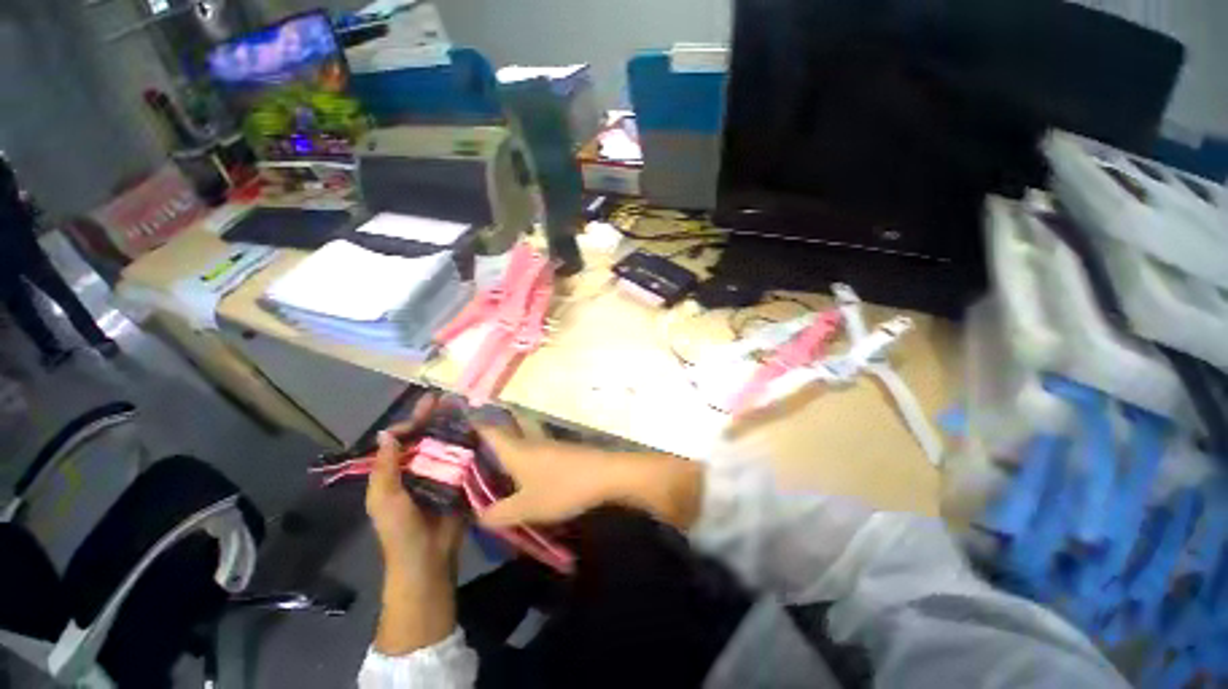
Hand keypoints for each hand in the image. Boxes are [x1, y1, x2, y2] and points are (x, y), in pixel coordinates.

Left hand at [366, 392, 463, 655]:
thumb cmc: (400, 529)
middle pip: (428, 437)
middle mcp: (419, 468)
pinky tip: (481, 430)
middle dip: (437, 417)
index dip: (414, 420)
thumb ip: (384, 467)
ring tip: (469, 408)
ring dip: (456, 427)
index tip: (430, 403)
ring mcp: (441, 474)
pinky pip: (465, 459)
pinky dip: (471, 444)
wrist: (429, 558)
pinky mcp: (460, 481)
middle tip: (451, 398)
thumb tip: (388, 431)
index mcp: (396, 471)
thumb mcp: (384, 499)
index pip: (404, 438)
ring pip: (448, 445)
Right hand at [474, 423, 704, 530]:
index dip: (472, 424)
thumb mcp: (526, 508)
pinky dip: (527, 449)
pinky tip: (525, 468)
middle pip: (510, 424)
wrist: (605, 476)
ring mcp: (549, 443)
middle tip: (477, 438)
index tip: (455, 423)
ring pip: (526, 433)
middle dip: (495, 425)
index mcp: (516, 449)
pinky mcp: (563, 451)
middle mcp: (530, 440)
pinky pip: (538, 445)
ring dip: (513, 437)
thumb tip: (478, 514)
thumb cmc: (562, 487)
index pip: (488, 429)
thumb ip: (499, 513)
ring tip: (497, 455)